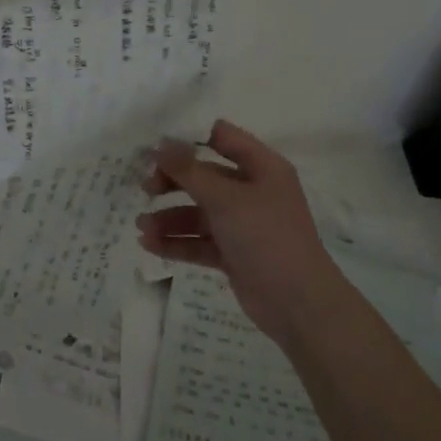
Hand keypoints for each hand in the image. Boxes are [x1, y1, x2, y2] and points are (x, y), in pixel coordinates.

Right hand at [136, 120, 340, 342]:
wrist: (298, 303)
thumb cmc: (266, 237)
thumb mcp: (225, 198)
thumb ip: (189, 171)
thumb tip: (160, 144)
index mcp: (262, 168)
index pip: (222, 137)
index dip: (189, 138)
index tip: (155, 146)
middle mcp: (253, 191)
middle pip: (204, 176)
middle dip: (173, 182)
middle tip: (146, 189)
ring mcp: (243, 224)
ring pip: (198, 212)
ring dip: (169, 218)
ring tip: (142, 227)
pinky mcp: (233, 253)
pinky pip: (199, 241)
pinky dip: (176, 242)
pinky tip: (150, 245)